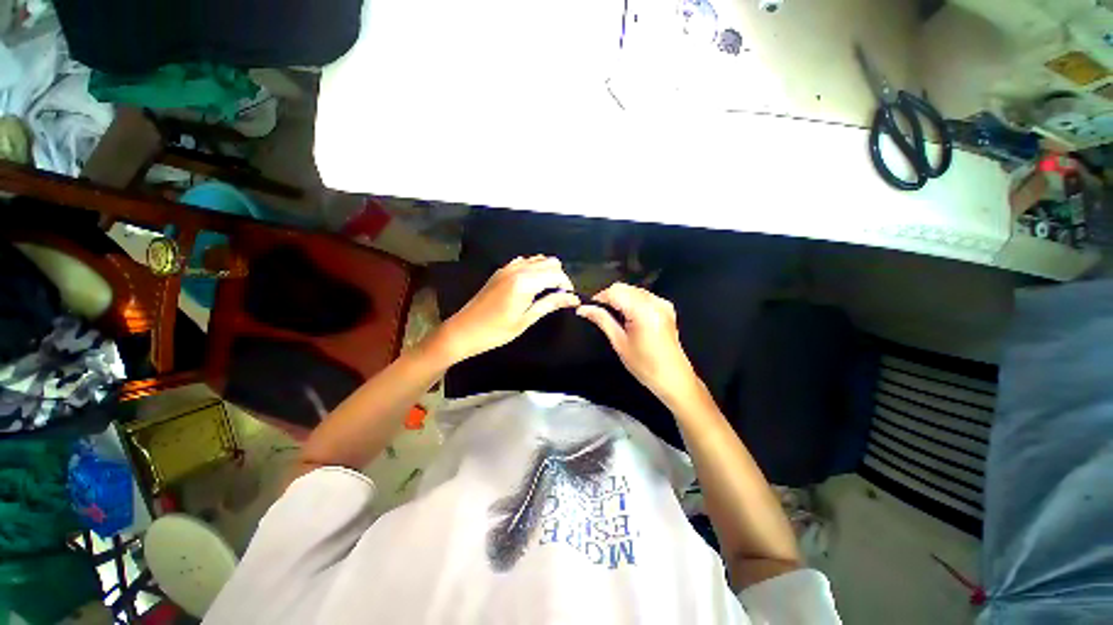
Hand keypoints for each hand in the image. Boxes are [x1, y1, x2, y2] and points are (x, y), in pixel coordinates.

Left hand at [430, 256, 579, 362]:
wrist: (463, 330)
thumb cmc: (495, 331)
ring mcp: (508, 268)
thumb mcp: (525, 320)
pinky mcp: (501, 271)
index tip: (569, 300)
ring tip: (547, 292)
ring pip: (538, 260)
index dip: (567, 286)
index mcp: (525, 282)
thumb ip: (549, 304)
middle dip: (559, 277)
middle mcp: (518, 269)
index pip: (557, 275)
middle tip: (559, 297)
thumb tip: (572, 299)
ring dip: (547, 272)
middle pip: (550, 263)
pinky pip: (524, 262)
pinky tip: (531, 286)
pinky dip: (534, 269)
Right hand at [576, 283, 699, 402]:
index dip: (599, 297)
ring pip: (633, 289)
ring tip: (614, 318)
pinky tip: (629, 317)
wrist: (674, 378)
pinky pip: (643, 296)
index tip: (589, 308)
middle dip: (609, 297)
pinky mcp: (666, 307)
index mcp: (643, 311)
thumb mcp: (619, 343)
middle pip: (624, 287)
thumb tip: (583, 308)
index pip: (615, 291)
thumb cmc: (645, 365)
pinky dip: (632, 301)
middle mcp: (655, 302)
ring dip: (620, 299)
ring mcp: (662, 303)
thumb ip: (602, 320)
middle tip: (599, 314)